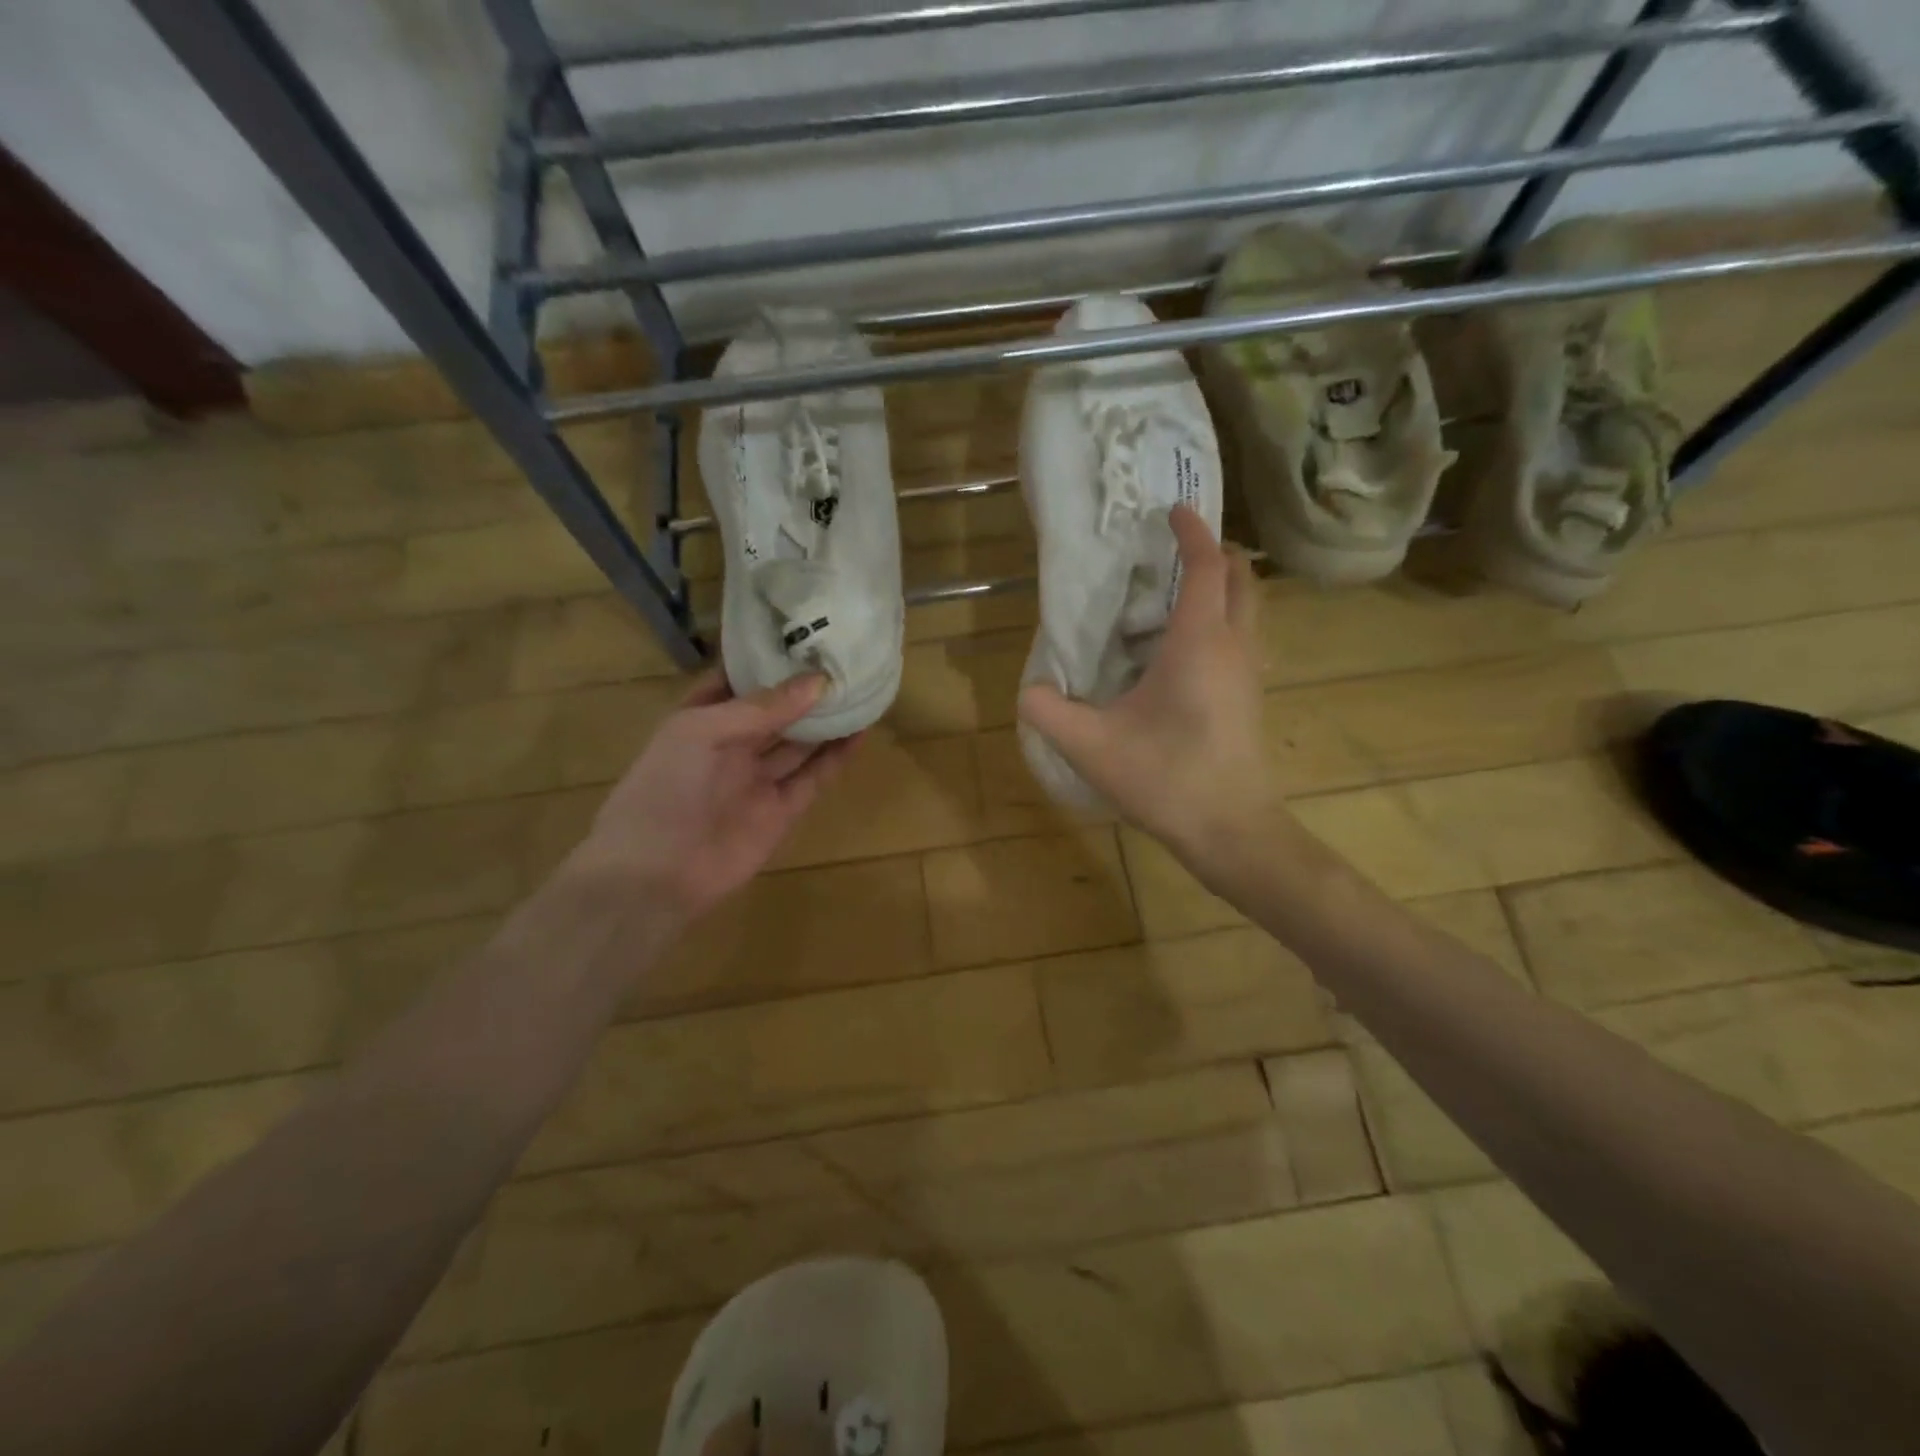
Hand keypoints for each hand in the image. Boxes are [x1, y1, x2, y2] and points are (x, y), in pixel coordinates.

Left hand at [575, 672, 858, 927]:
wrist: (655, 875)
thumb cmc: (665, 789)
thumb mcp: (701, 732)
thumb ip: (761, 708)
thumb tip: (818, 682)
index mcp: (701, 720)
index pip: (738, 680)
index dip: (767, 660)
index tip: (804, 634)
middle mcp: (731, 746)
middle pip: (775, 711)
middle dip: (804, 689)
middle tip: (844, 659)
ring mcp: (757, 779)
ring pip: (799, 743)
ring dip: (827, 720)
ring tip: (861, 689)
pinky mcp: (782, 811)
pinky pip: (813, 778)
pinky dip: (836, 757)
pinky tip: (860, 730)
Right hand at [1019, 504, 1273, 860]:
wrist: (1231, 830)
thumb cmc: (1166, 778)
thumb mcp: (1091, 747)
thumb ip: (1049, 713)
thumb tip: (1027, 692)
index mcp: (1199, 643)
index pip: (1205, 567)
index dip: (1191, 532)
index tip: (1173, 509)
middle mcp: (1234, 647)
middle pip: (1241, 579)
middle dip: (1215, 553)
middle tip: (1177, 548)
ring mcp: (1250, 673)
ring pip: (1248, 610)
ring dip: (1223, 588)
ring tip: (1178, 593)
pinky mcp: (1251, 698)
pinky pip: (1244, 639)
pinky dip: (1223, 621)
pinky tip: (1184, 650)